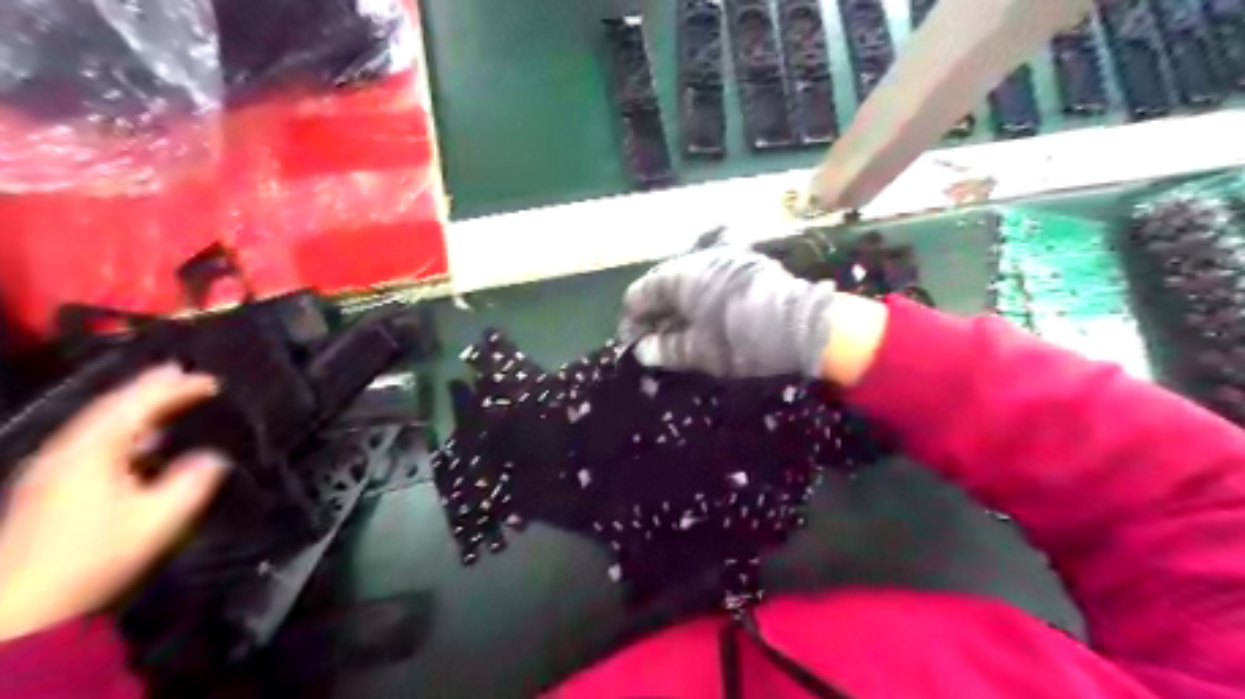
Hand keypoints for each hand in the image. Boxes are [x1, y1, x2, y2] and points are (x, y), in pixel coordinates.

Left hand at [0, 368, 226, 640]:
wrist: (19, 609)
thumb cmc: (94, 558)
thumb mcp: (158, 521)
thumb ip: (191, 482)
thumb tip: (213, 457)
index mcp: (92, 453)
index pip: (137, 407)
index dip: (175, 389)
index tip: (211, 381)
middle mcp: (65, 453)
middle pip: (108, 408)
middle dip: (147, 389)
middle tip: (179, 372)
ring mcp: (49, 471)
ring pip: (96, 425)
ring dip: (132, 408)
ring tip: (162, 398)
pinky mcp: (46, 490)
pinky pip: (89, 443)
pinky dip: (119, 431)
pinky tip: (136, 442)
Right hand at [619, 246, 835, 375]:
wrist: (803, 324)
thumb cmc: (742, 339)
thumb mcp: (700, 352)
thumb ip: (666, 350)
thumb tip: (643, 350)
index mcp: (679, 276)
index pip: (639, 294)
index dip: (631, 321)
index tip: (633, 345)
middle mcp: (698, 259)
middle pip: (663, 284)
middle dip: (655, 313)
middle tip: (655, 341)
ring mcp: (725, 257)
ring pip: (688, 280)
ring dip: (678, 305)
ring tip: (679, 332)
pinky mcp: (747, 264)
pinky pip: (710, 279)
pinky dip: (700, 297)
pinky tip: (706, 317)